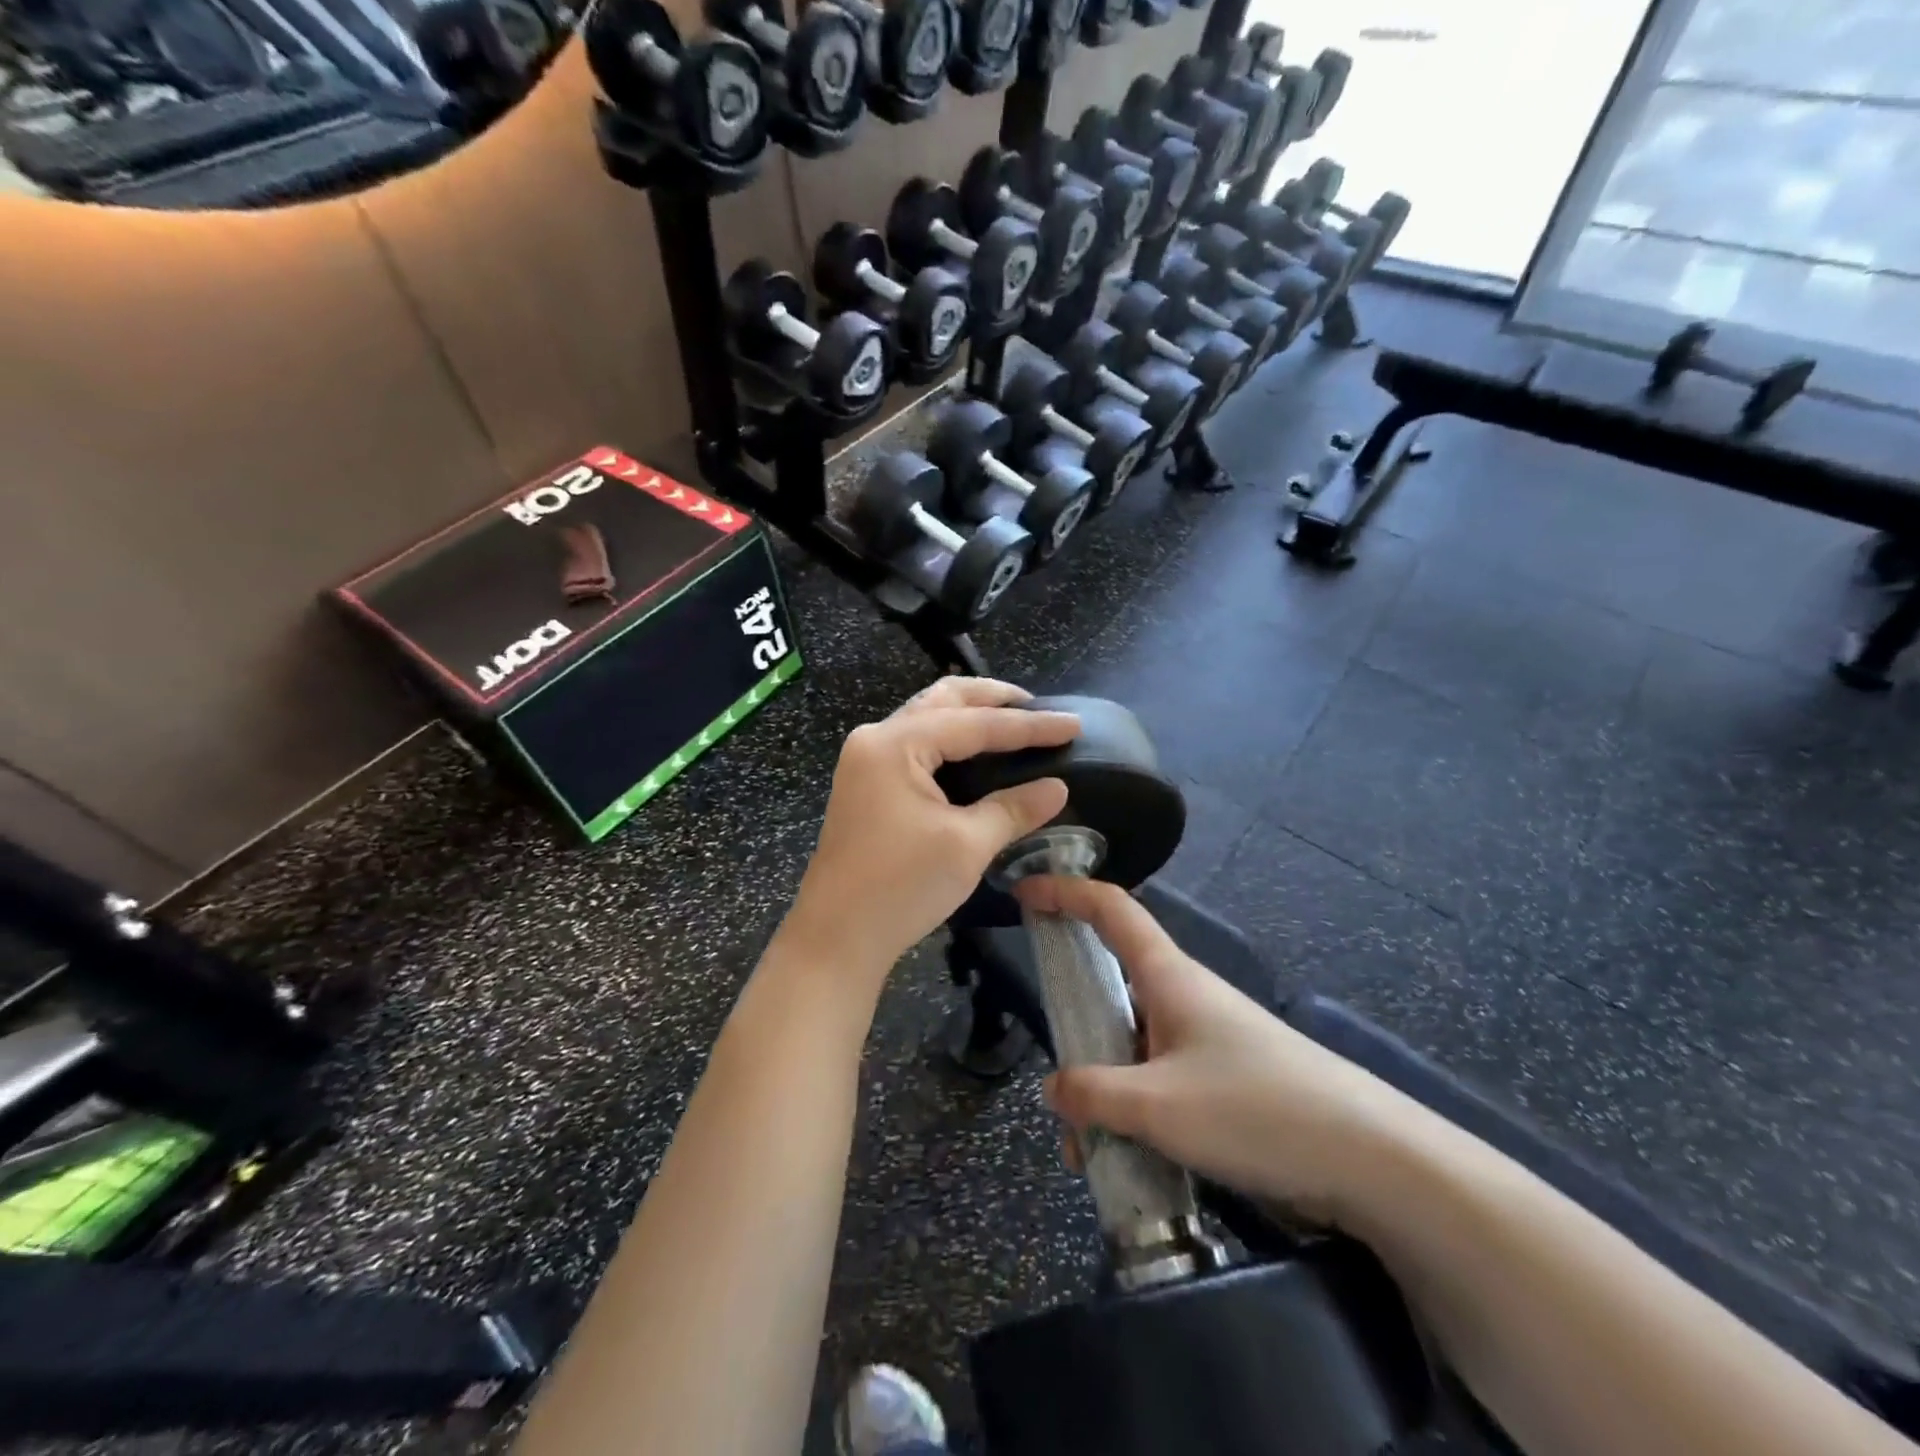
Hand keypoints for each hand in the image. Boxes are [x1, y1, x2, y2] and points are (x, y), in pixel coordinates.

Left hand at [782, 678, 1079, 981]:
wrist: (836, 938)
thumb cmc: (900, 887)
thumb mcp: (966, 845)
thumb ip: (1014, 808)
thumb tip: (1057, 788)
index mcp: (896, 744)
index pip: (975, 723)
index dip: (1029, 725)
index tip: (1074, 723)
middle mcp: (876, 739)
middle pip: (943, 701)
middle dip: (991, 699)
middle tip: (1037, 708)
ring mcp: (865, 761)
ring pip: (926, 719)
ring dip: (968, 715)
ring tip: (1012, 722)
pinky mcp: (866, 785)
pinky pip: (915, 744)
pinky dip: (949, 739)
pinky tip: (974, 752)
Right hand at [1019, 875, 1420, 1229]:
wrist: (1370, 1158)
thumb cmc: (1256, 1109)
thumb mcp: (1159, 1106)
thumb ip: (1094, 1094)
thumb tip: (1053, 1088)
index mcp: (1169, 976)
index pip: (1111, 909)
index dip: (1065, 891)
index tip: (1024, 891)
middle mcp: (1185, 995)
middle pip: (1114, 981)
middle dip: (1074, 1019)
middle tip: (1051, 1064)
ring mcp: (1206, 1037)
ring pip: (1133, 1041)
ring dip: (1103, 1082)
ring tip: (1087, 1147)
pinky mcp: (1225, 1076)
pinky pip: (1159, 1076)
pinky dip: (1132, 1105)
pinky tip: (1129, 1155)